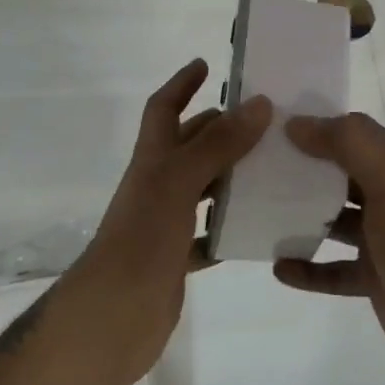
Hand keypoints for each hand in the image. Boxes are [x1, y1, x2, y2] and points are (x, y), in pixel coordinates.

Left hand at [61, 59, 269, 384]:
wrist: (111, 320)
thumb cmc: (142, 239)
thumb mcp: (180, 182)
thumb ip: (219, 144)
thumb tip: (260, 103)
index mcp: (153, 160)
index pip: (164, 109)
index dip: (181, 84)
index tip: (205, 64)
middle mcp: (157, 185)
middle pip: (189, 146)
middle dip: (220, 129)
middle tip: (263, 120)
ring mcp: (165, 223)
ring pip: (203, 189)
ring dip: (231, 177)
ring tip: (273, 169)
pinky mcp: (175, 259)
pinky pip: (208, 236)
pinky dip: (229, 228)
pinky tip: (258, 227)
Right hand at [275, 113, 384, 384]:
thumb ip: (346, 143)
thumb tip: (297, 124)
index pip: (353, 133)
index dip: (319, 125)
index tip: (276, 125)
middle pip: (338, 174)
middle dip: (304, 168)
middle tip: (258, 167)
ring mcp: (378, 240)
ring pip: (332, 220)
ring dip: (301, 217)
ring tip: (262, 213)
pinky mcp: (370, 278)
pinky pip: (330, 269)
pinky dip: (307, 267)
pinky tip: (279, 268)